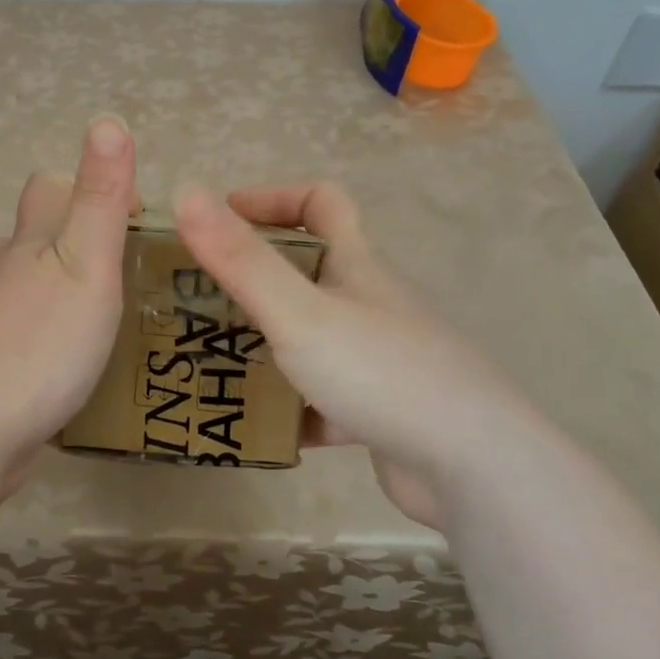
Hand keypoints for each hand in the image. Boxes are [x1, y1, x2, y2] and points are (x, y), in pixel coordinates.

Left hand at [0, 116, 136, 489]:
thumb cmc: (42, 341)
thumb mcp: (87, 262)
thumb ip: (100, 197)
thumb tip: (107, 119)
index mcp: (30, 241)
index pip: (50, 187)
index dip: (91, 189)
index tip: (137, 222)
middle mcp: (3, 270)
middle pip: (34, 233)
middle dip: (75, 238)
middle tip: (126, 271)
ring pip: (25, 283)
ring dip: (60, 285)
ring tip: (106, 313)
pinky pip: (23, 330)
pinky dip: (48, 331)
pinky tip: (73, 361)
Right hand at [173, 181, 545, 530]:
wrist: (473, 465)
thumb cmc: (380, 370)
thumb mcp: (299, 311)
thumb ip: (241, 259)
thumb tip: (186, 192)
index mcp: (356, 266)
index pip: (321, 203)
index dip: (272, 198)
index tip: (222, 218)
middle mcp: (369, 303)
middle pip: (309, 272)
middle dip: (253, 279)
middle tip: (196, 300)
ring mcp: (378, 359)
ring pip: (311, 338)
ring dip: (265, 345)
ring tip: (209, 362)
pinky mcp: (379, 411)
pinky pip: (322, 398)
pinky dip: (289, 407)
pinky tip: (255, 426)